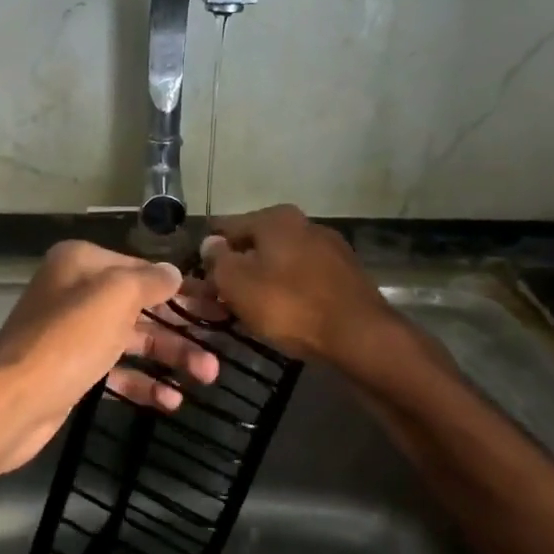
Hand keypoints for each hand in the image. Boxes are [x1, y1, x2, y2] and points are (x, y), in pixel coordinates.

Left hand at [0, 241, 217, 478]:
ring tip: (207, 376)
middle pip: (140, 307)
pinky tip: (170, 401)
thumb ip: (150, 280)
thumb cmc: (69, 339)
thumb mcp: (116, 296)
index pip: (142, 269)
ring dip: (170, 357)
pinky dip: (142, 383)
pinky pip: (116, 370)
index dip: (181, 288)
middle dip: (180, 329)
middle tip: (219, 348)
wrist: (15, 402)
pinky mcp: (72, 370)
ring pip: (132, 340)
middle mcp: (76, 292)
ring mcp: (73, 333)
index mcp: (82, 263)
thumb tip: (173, 273)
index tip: (217, 305)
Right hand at [199, 205, 392, 362]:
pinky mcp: (344, 276)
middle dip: (234, 269)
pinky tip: (278, 315)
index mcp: (275, 218)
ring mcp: (328, 249)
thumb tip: (211, 244)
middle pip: (254, 245)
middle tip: (215, 300)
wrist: (359, 336)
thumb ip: (217, 260)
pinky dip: (285, 293)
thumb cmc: (289, 304)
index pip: (226, 227)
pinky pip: (301, 280)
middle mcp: (303, 224)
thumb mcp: (237, 283)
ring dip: (259, 282)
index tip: (194, 277)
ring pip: (278, 263)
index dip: (206, 252)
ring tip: (243, 312)